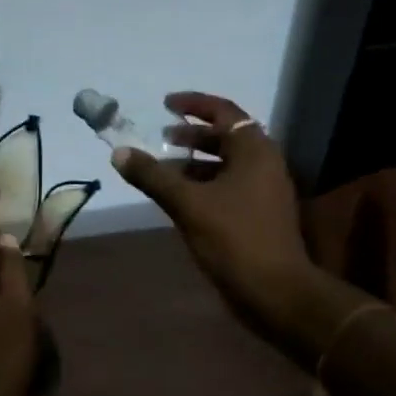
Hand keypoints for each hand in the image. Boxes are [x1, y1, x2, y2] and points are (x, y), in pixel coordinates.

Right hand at [112, 92, 322, 347]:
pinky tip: (181, 197)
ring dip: (196, 160)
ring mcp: (265, 190)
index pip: (224, 112)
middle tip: (162, 137)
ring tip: (165, 167)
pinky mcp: (261, 213)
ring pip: (227, 163)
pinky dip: (205, 182)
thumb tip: (120, 152)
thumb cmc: (234, 239)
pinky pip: (230, 185)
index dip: (194, 104)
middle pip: (227, 136)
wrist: (276, 291)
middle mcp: (264, 163)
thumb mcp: (188, 204)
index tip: (166, 104)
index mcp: (254, 151)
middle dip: (193, 134)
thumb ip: (153, 176)